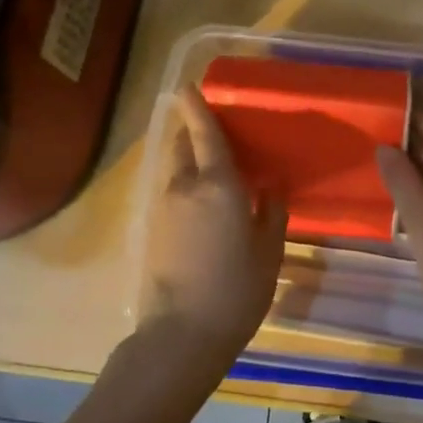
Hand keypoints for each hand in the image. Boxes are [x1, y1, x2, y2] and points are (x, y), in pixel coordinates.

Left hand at [140, 86, 287, 360]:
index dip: (197, 107)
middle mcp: (183, 187)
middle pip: (182, 144)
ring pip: (172, 167)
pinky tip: (201, 199)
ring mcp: (162, 208)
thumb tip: (270, 183)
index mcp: (217, 186)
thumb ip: (271, 210)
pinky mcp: (151, 229)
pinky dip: (182, 181)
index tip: (187, 85)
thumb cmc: (236, 291)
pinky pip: (168, 189)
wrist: (180, 336)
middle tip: (216, 131)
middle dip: (192, 130)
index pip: (205, 134)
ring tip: (212, 165)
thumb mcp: (268, 251)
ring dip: (187, 156)